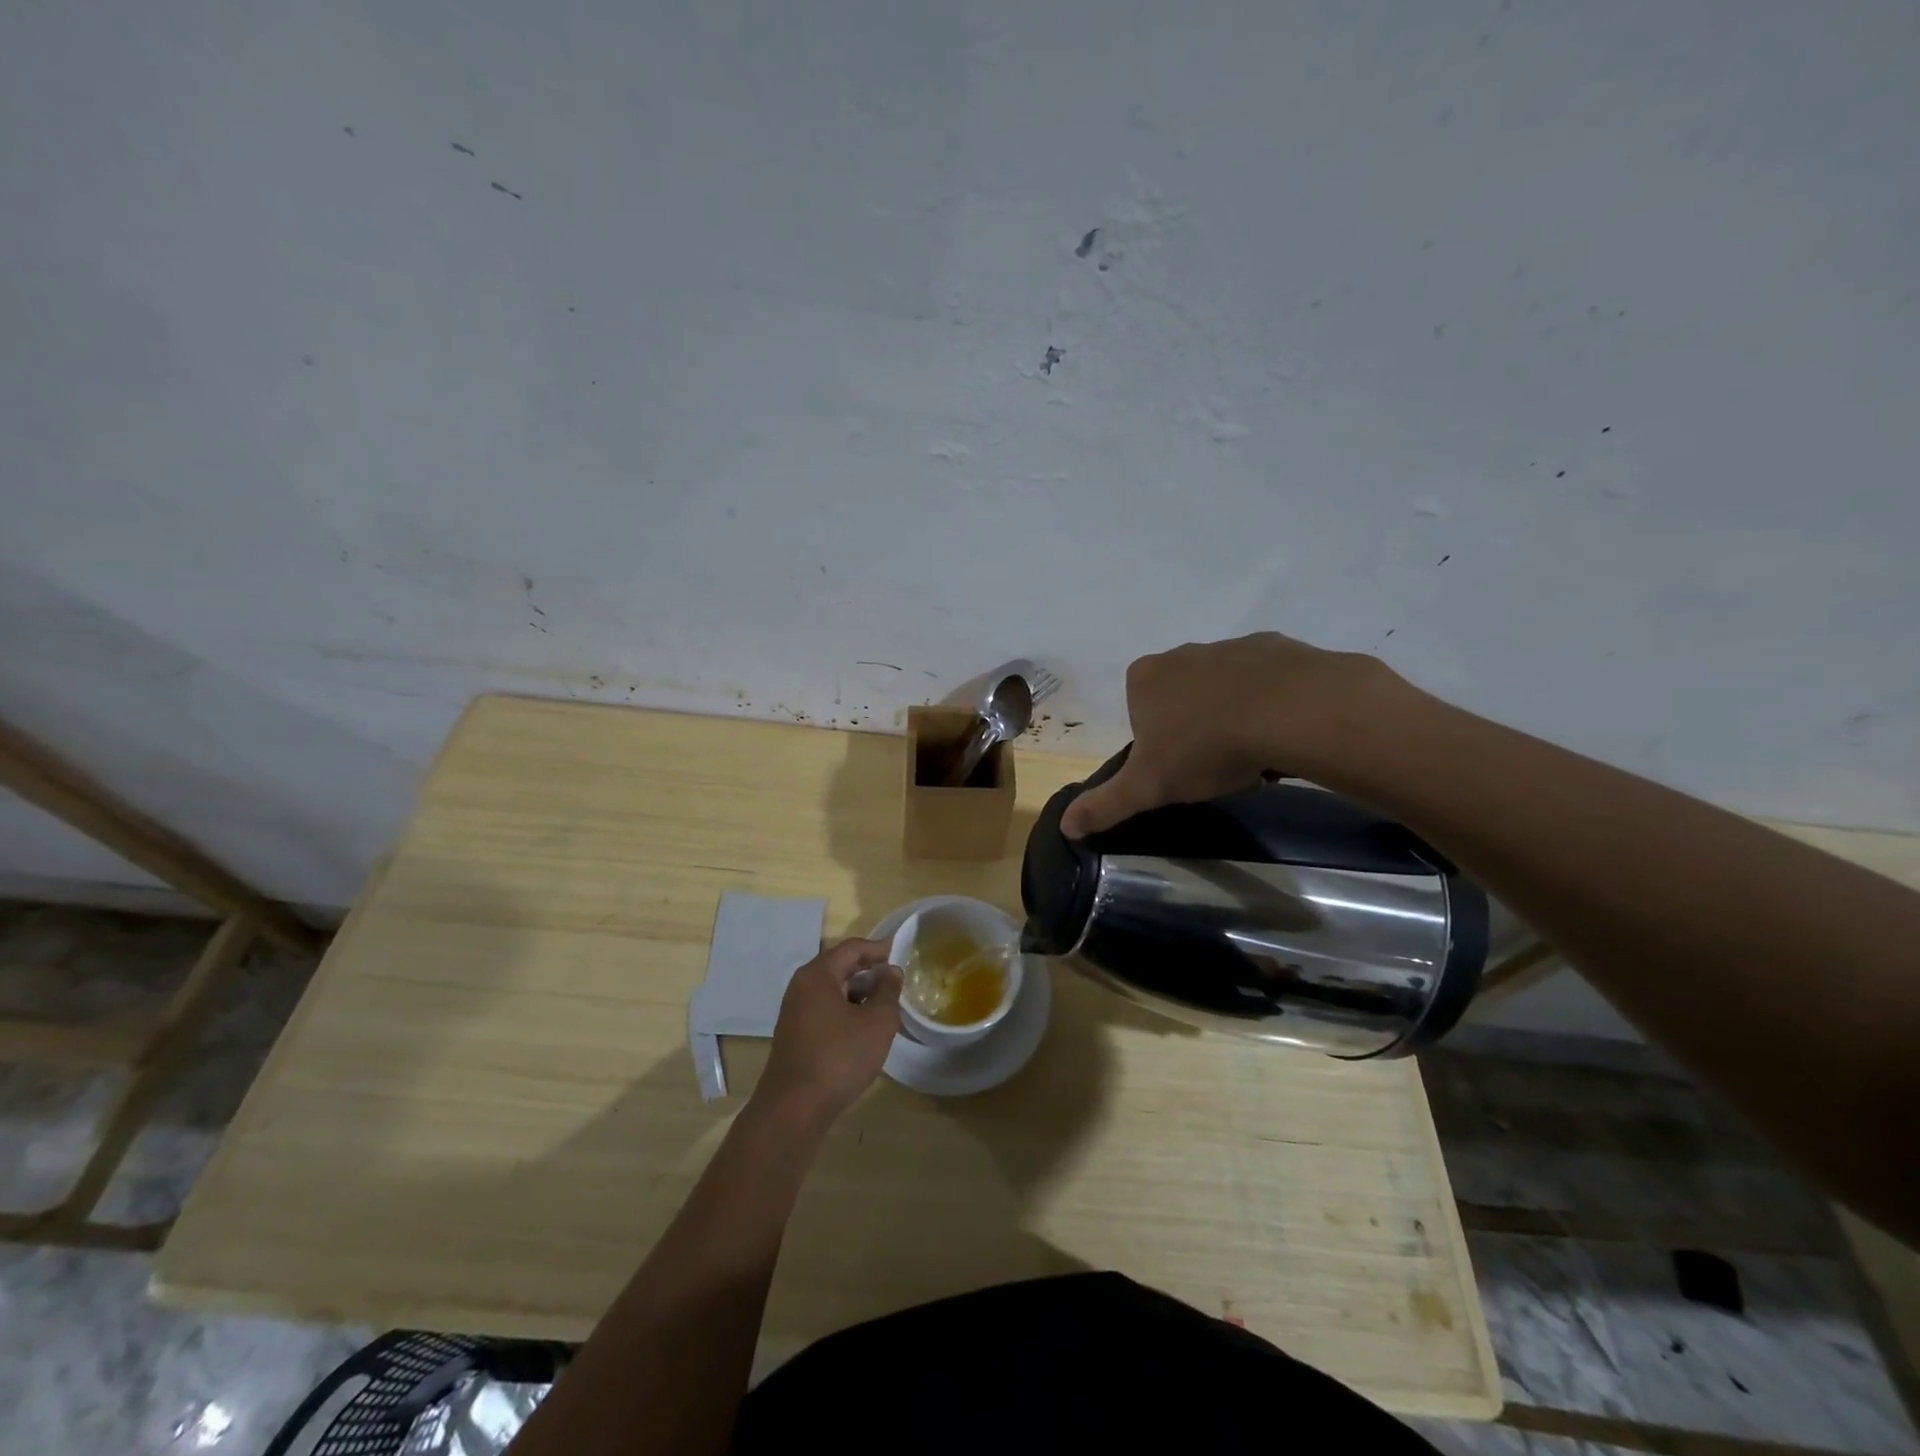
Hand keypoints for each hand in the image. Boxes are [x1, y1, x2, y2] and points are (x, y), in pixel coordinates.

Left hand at [755, 938, 901, 1124]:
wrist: (793, 1109)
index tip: (900, 952)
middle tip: (895, 979)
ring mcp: (794, 1011)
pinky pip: (824, 1009)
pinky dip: (845, 1010)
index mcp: (818, 975)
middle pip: (839, 966)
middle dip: (868, 970)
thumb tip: (891, 971)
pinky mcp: (794, 1035)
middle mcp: (801, 986)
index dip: (878, 948)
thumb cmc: (839, 1057)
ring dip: (858, 993)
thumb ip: (887, 991)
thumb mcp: (876, 1022)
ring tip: (884, 1005)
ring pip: (832, 990)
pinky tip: (862, 1028)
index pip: (852, 948)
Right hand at [1061, 632, 1399, 837]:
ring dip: (1232, 715)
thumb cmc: (1205, 748)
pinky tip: (1281, 731)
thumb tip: (1065, 826)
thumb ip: (1105, 804)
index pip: (1139, 712)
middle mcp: (1182, 654)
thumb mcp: (1148, 787)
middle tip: (1214, 764)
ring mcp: (1229, 646)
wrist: (1290, 712)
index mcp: (1144, 678)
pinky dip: (1269, 703)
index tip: (1178, 767)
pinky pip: (1265, 680)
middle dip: (1194, 727)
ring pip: (1223, 688)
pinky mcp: (1275, 647)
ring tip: (1253, 753)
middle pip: (1181, 698)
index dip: (1156, 743)